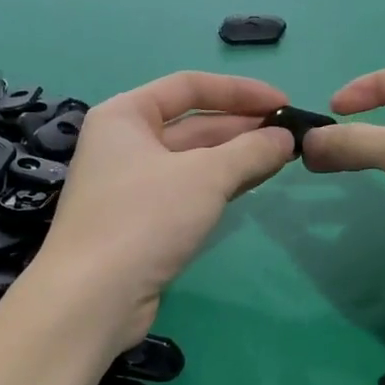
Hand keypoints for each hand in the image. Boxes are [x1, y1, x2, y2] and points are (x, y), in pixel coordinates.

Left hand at [38, 72, 295, 343]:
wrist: (93, 298)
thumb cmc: (144, 218)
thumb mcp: (204, 177)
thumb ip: (250, 151)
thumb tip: (286, 139)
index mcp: (125, 114)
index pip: (189, 86)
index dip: (239, 91)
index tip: (283, 102)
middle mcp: (124, 142)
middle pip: (192, 123)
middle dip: (242, 127)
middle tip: (291, 136)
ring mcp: (131, 183)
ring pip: (192, 159)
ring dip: (236, 156)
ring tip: (283, 157)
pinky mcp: (141, 220)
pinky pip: (188, 189)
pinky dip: (220, 184)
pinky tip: (253, 183)